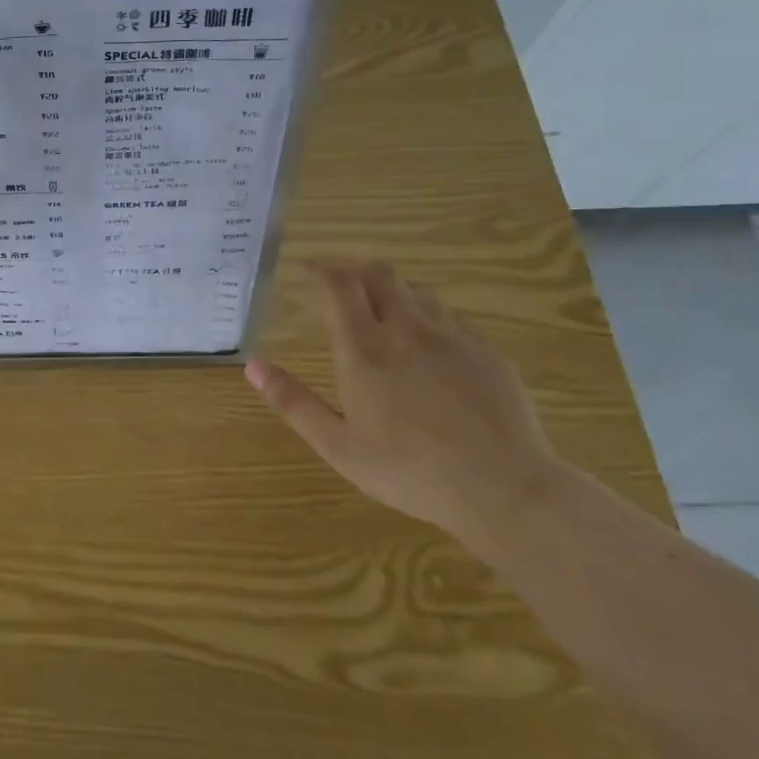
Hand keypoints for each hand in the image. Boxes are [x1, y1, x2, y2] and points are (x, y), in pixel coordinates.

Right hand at [246, 261, 561, 545]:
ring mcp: (452, 335)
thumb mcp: (340, 447)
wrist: (506, 489)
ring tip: (379, 306)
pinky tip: (427, 339)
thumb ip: (294, 402)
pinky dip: (426, 311)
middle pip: (377, 273)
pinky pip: (448, 313)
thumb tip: (252, 365)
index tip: (304, 271)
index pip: (337, 285)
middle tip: (339, 284)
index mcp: (365, 349)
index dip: (318, 270)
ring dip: (390, 288)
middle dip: (353, 269)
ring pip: (415, 288)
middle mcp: (406, 328)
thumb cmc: (411, 472)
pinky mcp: (486, 349)